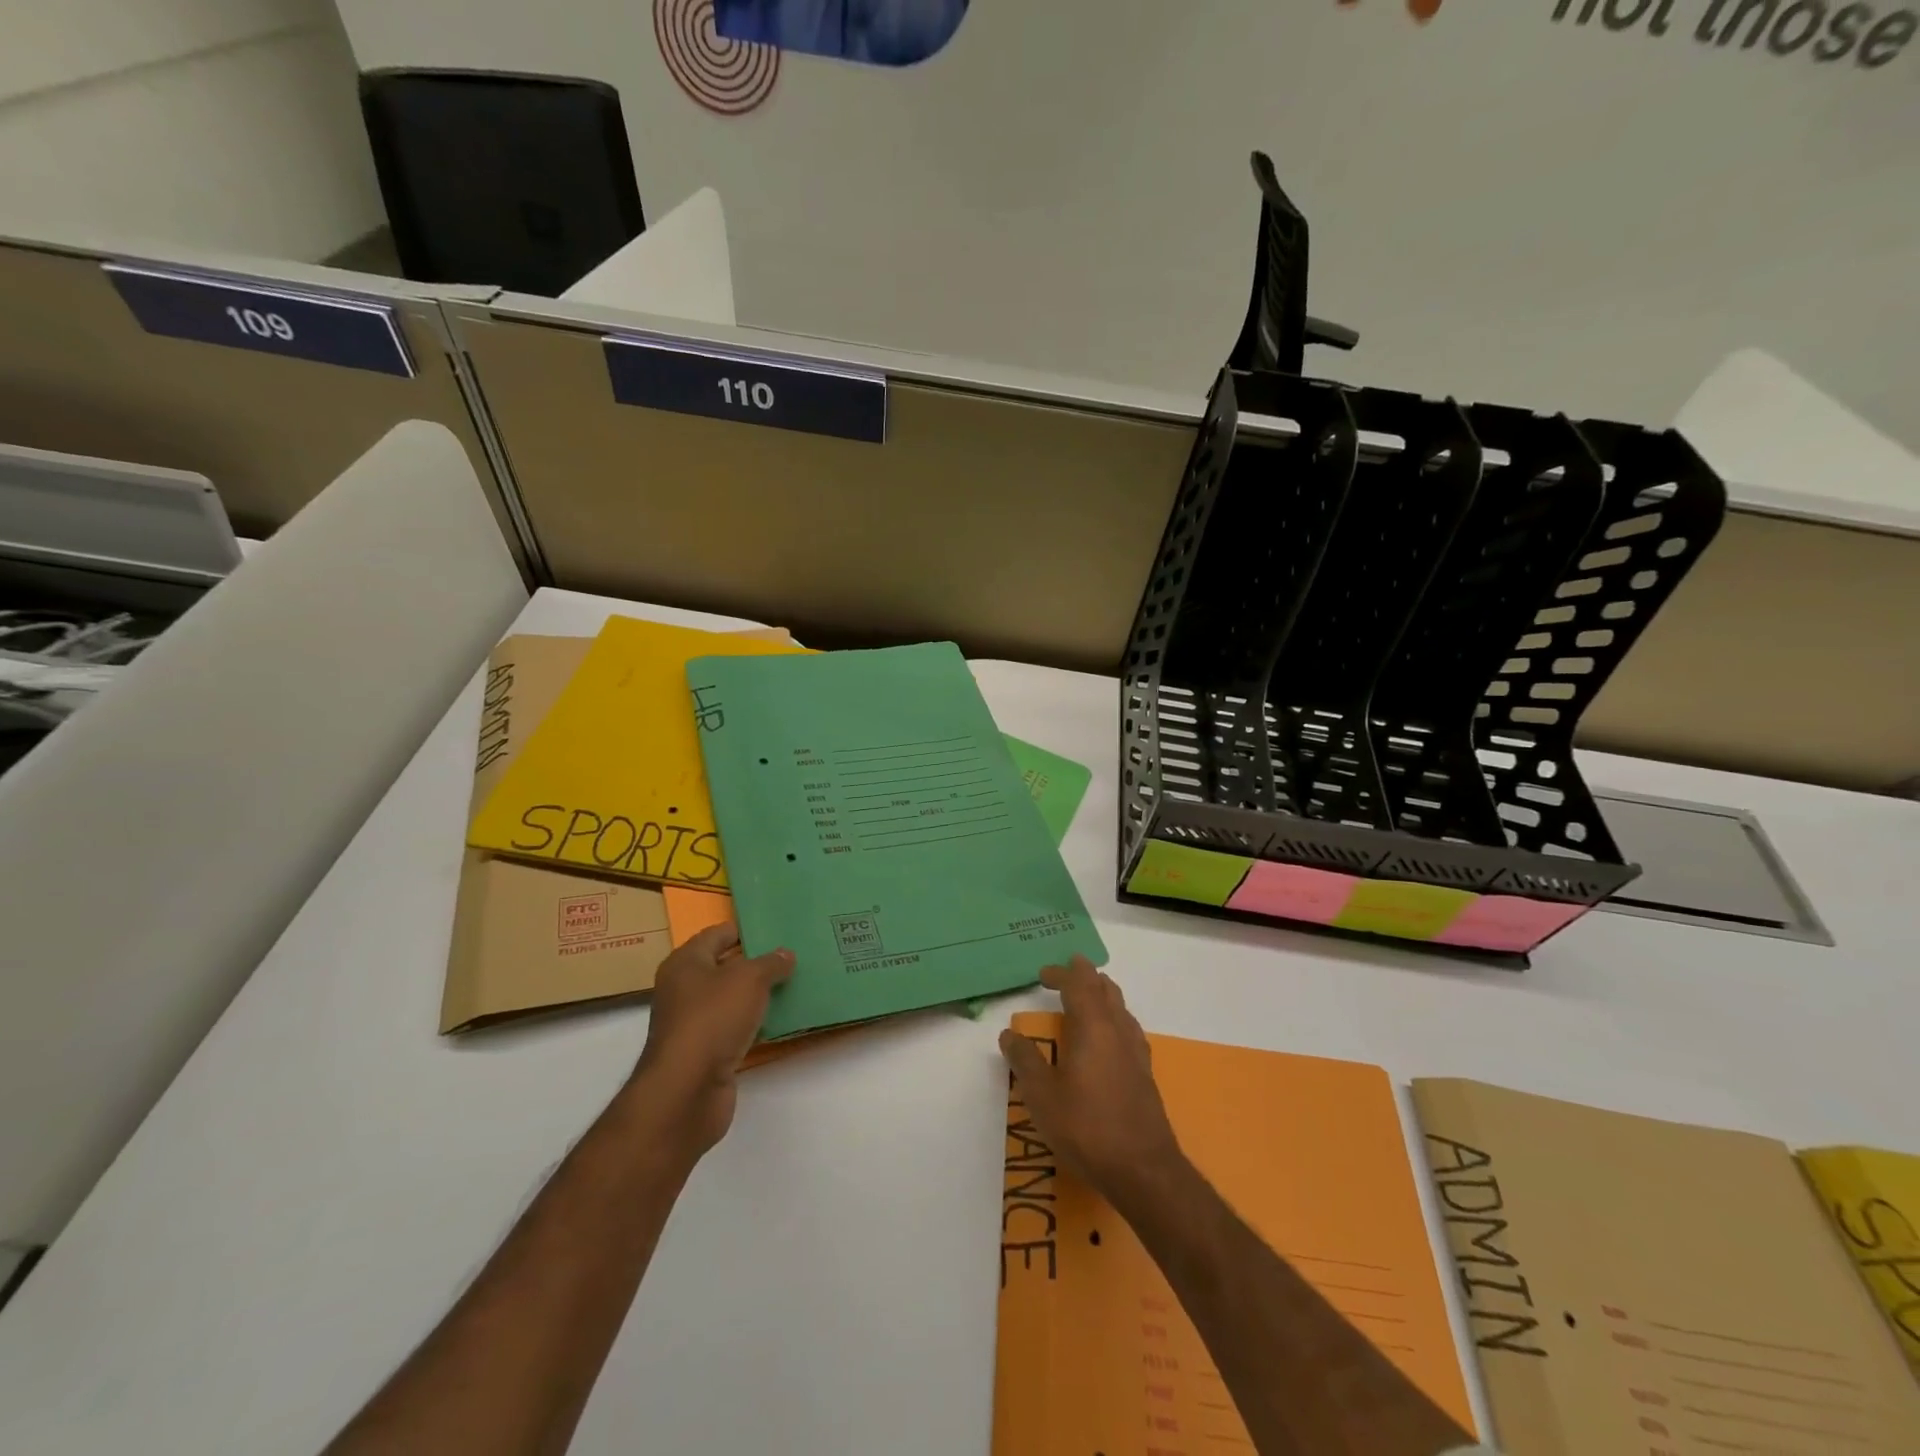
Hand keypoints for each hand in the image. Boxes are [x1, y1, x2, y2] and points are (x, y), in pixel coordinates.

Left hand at [633, 923, 793, 1152]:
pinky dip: (754, 1023)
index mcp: (685, 963)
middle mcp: (684, 989)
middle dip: (756, 961)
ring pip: (731, 999)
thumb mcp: (749, 979)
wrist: (687, 1090)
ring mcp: (693, 1023)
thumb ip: (770, 963)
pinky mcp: (705, 1052)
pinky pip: (735, 1027)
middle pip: (725, 966)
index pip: (717, 934)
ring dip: (758, 994)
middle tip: (792, 954)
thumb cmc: (713, 1019)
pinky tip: (781, 1019)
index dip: (745, 929)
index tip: (777, 927)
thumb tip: (785, 954)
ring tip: (795, 983)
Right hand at [999, 957, 1186, 1213]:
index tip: (1043, 974)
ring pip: (1121, 1008)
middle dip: (1086, 976)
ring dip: (1103, 995)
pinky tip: (1110, 1038)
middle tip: (1070, 971)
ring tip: (1089, 996)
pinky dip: (1114, 1018)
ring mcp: (1136, 1052)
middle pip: (1105, 989)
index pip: (1078, 985)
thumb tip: (1009, 1034)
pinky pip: (1128, 1029)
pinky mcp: (1145, 1074)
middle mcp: (1118, 1031)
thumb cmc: (1086, 1127)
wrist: (1143, 1170)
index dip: (1061, 974)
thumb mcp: (1042, 1096)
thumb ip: (1025, 1061)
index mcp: (1093, 1027)